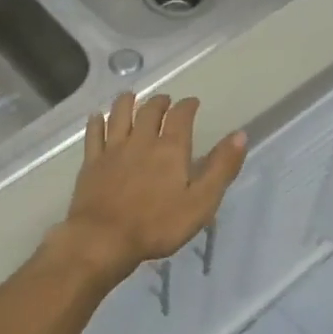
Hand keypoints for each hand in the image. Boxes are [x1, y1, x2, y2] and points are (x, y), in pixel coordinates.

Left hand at [54, 93, 247, 284]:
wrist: (104, 238)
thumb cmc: (158, 225)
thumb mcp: (201, 202)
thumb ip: (221, 168)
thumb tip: (240, 135)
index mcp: (170, 149)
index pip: (181, 116)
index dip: (187, 106)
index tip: (192, 102)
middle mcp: (141, 141)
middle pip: (149, 112)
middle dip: (159, 102)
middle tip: (164, 100)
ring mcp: (113, 150)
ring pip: (119, 116)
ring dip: (126, 103)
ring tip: (130, 96)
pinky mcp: (92, 163)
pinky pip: (93, 135)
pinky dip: (96, 122)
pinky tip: (96, 116)